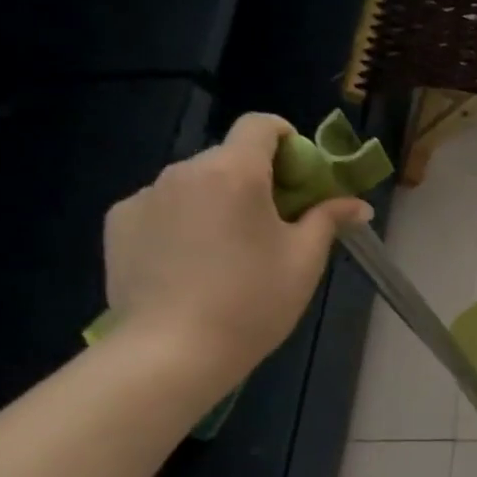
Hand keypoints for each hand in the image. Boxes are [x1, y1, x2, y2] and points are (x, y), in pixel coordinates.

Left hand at [102, 114, 372, 389]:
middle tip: (277, 225)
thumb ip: (329, 219)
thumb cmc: (254, 301)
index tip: (303, 174)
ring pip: (196, 183)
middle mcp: (184, 171)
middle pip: (230, 157)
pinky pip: (164, 206)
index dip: (288, 140)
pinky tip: (193, 263)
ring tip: (232, 252)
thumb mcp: (305, 260)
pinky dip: (185, 221)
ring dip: (220, 201)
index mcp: (235, 173)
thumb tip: (357, 204)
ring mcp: (145, 195)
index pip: (261, 125)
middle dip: (258, 179)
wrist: (172, 350)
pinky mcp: (119, 222)